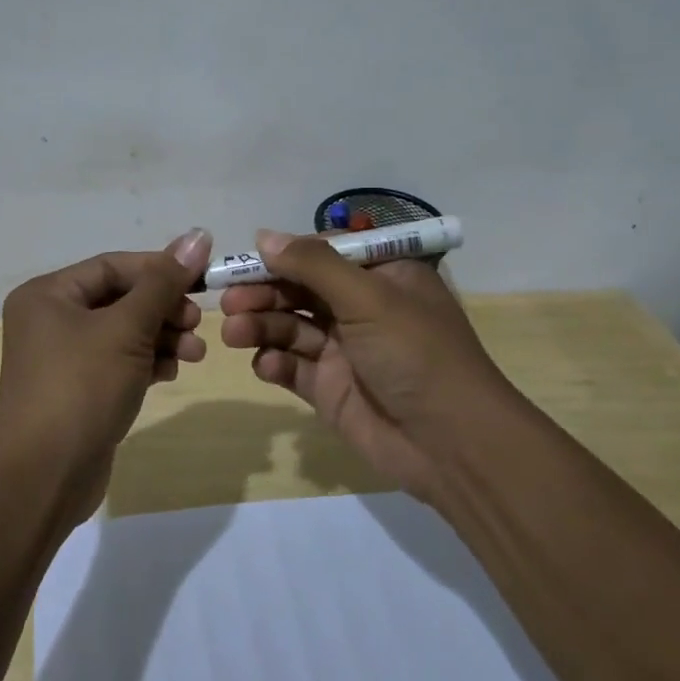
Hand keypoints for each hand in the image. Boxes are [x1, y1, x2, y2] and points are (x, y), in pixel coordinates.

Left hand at [0, 229, 213, 513]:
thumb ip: (164, 282)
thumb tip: (198, 235)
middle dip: (163, 309)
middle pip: (120, 299)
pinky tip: (172, 371)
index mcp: (49, 294)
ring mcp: (63, 358)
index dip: (160, 269)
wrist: (45, 474)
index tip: (202, 280)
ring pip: (123, 332)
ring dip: (162, 337)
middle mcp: (51, 319)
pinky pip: (119, 362)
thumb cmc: (82, 386)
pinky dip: (147, 362)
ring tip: (196, 353)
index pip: (113, 266)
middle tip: (197, 323)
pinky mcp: (79, 390)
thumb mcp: (127, 328)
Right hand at [219, 230, 514, 500]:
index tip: (246, 260)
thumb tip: (264, 236)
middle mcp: (362, 307)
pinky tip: (265, 365)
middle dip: (264, 292)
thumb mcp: (368, 297)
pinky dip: (275, 363)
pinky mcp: (330, 388)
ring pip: (291, 326)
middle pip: (300, 289)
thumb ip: (313, 265)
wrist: (450, 444)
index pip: (323, 253)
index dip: (284, 255)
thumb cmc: (415, 353)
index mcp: (382, 275)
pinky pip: (293, 366)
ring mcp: (345, 349)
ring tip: (235, 332)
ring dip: (261, 325)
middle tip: (228, 301)